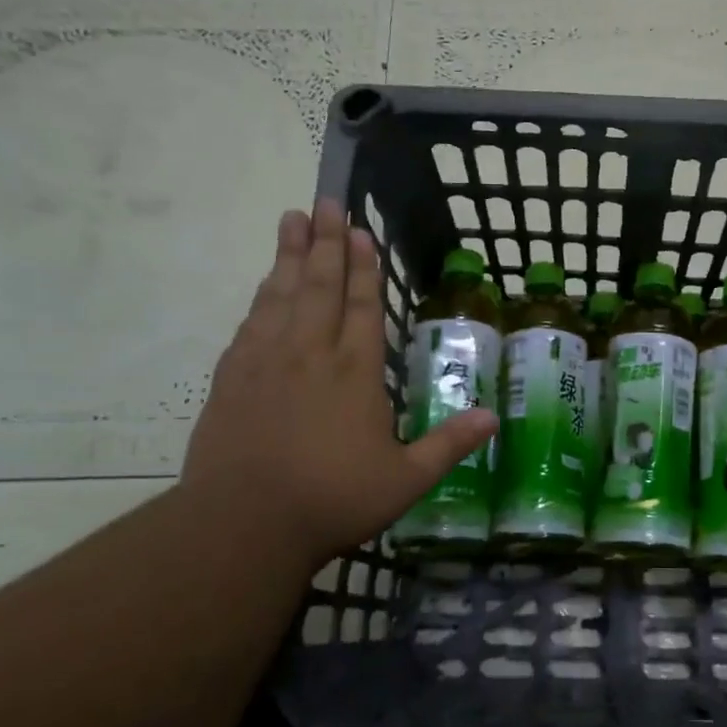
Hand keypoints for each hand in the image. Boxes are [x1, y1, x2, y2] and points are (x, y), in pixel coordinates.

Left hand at [183, 203, 497, 567]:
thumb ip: (449, 445)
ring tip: (293, 220)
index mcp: (354, 373)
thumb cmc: (332, 499)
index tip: (360, 231)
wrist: (242, 523)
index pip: (362, 307)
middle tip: (324, 202)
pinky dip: (262, 296)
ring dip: (290, 255)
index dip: (363, 268)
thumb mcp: (405, 480)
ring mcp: (266, 362)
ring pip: (281, 295)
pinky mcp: (232, 378)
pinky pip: (251, 322)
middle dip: (325, 243)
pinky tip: (265, 284)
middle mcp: (310, 355)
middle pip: (319, 286)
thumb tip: (494, 417)